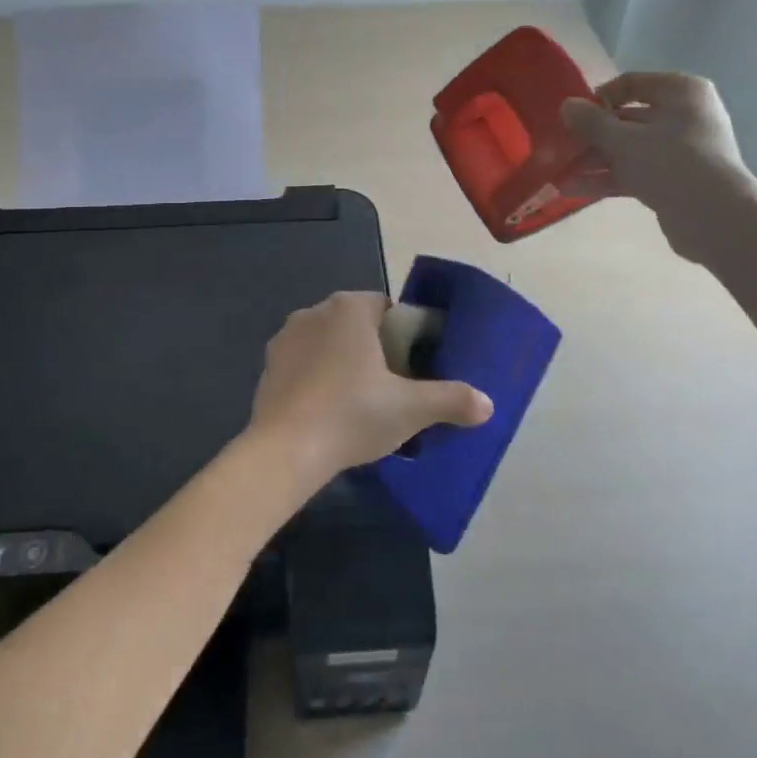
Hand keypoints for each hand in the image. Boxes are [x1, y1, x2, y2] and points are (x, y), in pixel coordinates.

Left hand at [245, 292, 492, 488]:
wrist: (285, 449)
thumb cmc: (352, 414)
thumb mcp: (411, 409)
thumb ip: (451, 400)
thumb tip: (487, 404)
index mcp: (350, 308)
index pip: (386, 308)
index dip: (403, 334)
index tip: (413, 367)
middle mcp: (314, 311)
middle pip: (356, 324)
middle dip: (374, 349)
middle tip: (392, 388)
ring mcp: (286, 337)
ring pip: (327, 343)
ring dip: (343, 363)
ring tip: (360, 403)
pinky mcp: (268, 366)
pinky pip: (303, 364)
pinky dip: (316, 379)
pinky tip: (327, 411)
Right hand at [561, 72, 756, 263]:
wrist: (715, 219)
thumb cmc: (671, 163)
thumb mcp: (623, 140)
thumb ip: (591, 122)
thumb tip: (566, 105)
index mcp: (681, 92)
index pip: (631, 83)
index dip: (599, 98)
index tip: (573, 116)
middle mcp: (684, 115)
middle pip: (627, 119)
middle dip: (591, 137)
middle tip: (560, 149)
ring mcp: (680, 150)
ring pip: (628, 149)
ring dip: (593, 161)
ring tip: (559, 176)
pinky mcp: (675, 180)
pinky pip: (635, 172)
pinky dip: (608, 178)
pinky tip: (574, 190)